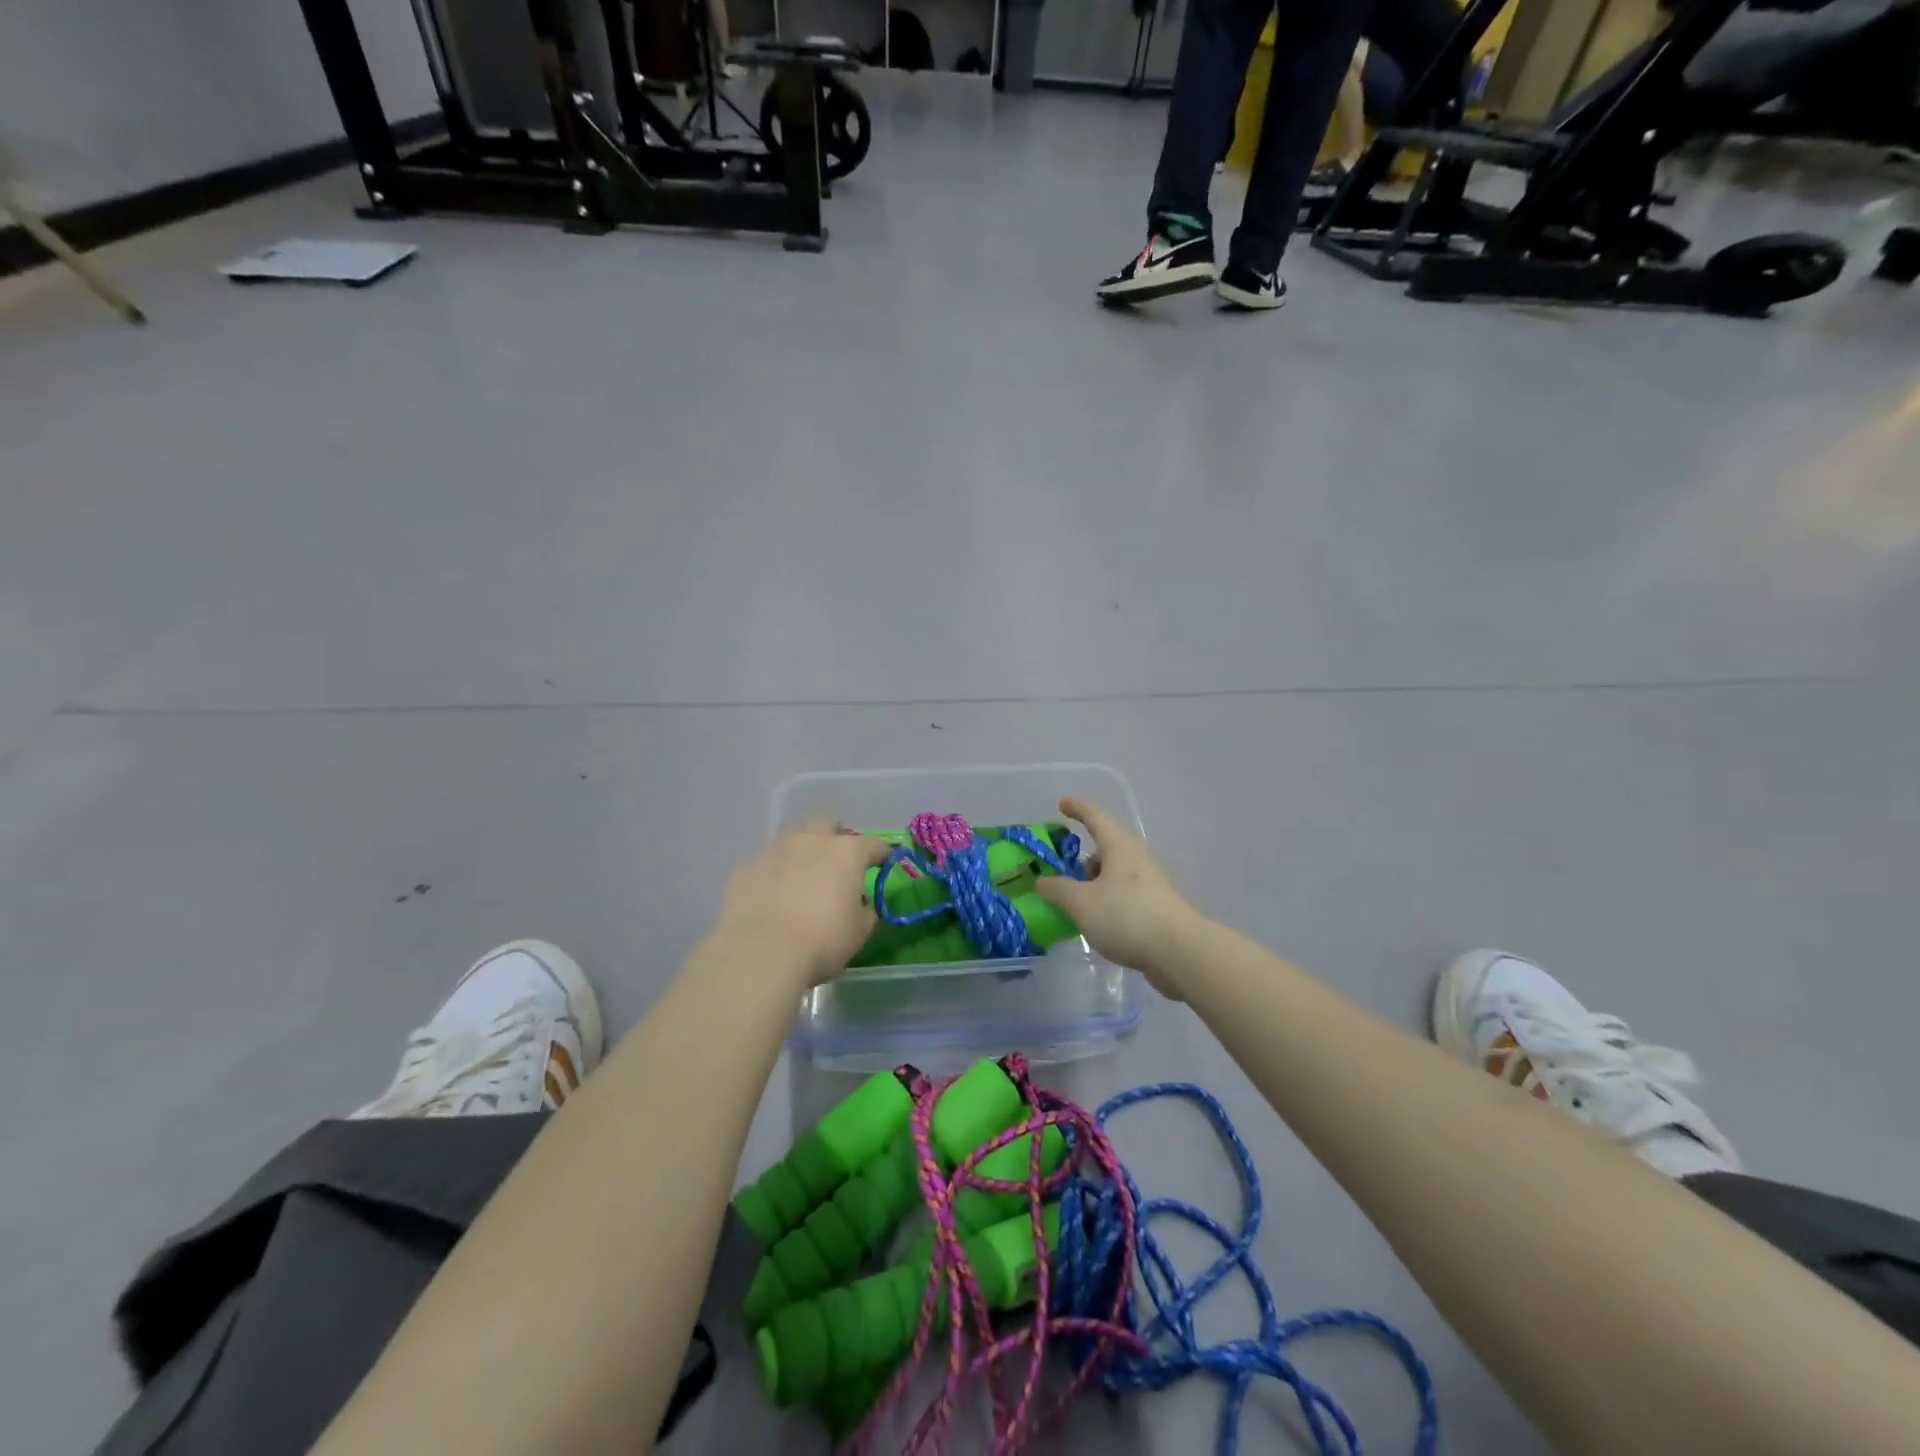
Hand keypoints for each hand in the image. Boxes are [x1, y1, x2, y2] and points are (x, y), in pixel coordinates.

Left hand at [710, 821, 892, 987]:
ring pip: (793, 835)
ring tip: (802, 870)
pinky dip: (772, 870)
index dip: (881, 853)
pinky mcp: (745, 865)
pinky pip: (765, 860)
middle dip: (835, 838)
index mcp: (847, 852)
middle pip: (828, 825)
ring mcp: (775, 848)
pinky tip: (771, 891)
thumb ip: (866, 911)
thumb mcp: (859, 932)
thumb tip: (861, 904)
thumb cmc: (822, 941)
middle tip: (837, 862)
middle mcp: (811, 840)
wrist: (761, 952)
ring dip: (802, 847)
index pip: (873, 844)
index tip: (884, 863)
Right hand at [1034, 796, 1204, 999]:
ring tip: (1070, 902)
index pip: (1095, 817)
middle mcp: (1136, 859)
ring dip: (1091, 883)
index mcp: (1119, 846)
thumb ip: (1057, 889)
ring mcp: (1149, 884)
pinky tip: (1093, 921)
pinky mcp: (1155, 909)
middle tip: (1057, 870)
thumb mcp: (1081, 902)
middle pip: (1104, 849)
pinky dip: (1104, 902)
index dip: (1077, 808)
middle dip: (1080, 858)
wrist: (1180, 952)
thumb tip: (1042, 881)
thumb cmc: (1127, 915)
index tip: (1061, 804)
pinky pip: (1121, 897)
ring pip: (1112, 875)